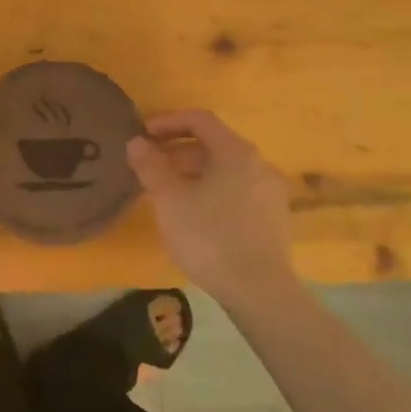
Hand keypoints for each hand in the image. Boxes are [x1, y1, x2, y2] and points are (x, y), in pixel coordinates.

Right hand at [126, 109, 294, 302]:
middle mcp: (259, 164)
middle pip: (213, 145)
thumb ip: (151, 166)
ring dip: (193, 174)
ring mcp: (270, 192)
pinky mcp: (274, 219)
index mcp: (236, 152)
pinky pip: (237, 191)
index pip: (199, 119)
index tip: (142, 136)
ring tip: (167, 193)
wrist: (259, 291)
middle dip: (177, 152)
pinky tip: (194, 216)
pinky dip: (212, 191)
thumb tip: (137, 143)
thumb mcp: (170, 200)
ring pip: (225, 170)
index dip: (167, 122)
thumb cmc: (210, 237)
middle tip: (149, 168)